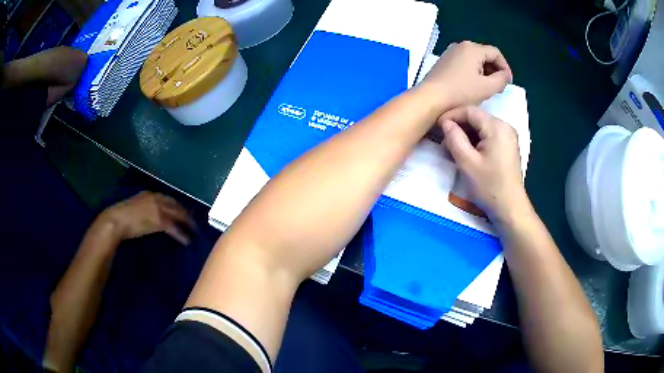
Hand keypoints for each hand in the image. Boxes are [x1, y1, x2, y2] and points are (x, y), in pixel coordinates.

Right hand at [99, 191, 195, 244]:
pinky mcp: (159, 221)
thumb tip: (149, 216)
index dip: (176, 205)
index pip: (167, 198)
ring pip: (178, 215)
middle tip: (193, 221)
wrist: (116, 220)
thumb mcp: (134, 206)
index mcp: (149, 194)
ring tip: (194, 231)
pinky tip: (187, 241)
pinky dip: (182, 235)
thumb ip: (144, 208)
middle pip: (176, 205)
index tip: (182, 211)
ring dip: (187, 223)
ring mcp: (158, 209)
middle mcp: (156, 198)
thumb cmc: (121, 216)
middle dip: (185, 213)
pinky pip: (174, 229)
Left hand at [420, 41, 511, 110]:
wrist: (431, 98)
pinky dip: (473, 72)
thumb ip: (501, 79)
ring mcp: (450, 52)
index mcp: (472, 48)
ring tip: (488, 87)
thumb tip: (504, 75)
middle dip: (495, 69)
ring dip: (484, 71)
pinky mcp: (444, 61)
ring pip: (474, 59)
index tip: (508, 83)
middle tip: (499, 86)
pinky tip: (474, 85)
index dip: (505, 67)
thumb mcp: (487, 88)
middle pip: (485, 54)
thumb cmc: (461, 92)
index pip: (496, 53)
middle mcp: (461, 45)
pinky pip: (464, 63)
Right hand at [439, 106, 528, 224]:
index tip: (436, 126)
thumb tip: (445, 123)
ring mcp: (508, 136)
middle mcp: (505, 126)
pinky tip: (467, 153)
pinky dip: (475, 141)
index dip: (451, 115)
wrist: (510, 208)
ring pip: (481, 127)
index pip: (469, 111)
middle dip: (458, 126)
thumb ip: (454, 138)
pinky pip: (488, 136)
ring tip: (452, 149)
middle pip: (476, 118)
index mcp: (496, 126)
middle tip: (443, 141)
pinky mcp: (508, 146)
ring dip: (466, 135)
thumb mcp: (467, 162)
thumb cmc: (489, 186)